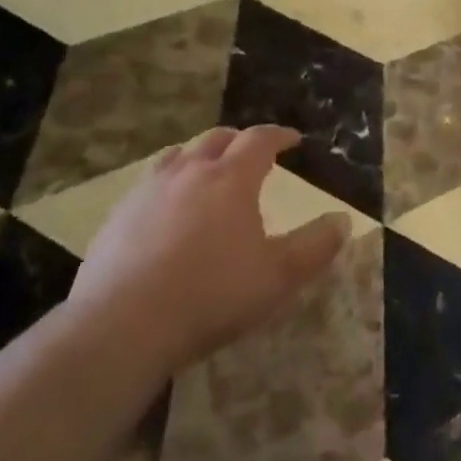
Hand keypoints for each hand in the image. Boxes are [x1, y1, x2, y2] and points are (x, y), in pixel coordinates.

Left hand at [68, 126, 348, 371]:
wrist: (123, 324)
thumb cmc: (212, 295)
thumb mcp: (278, 276)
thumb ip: (315, 246)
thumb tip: (343, 220)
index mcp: (231, 178)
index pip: (259, 140)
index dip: (279, 135)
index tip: (293, 139)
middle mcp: (189, 172)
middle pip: (217, 139)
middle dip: (239, 141)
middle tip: (252, 153)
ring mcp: (148, 190)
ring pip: (178, 155)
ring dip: (199, 155)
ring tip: (208, 172)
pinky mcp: (117, 215)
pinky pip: (148, 184)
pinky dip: (168, 184)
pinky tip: (166, 211)